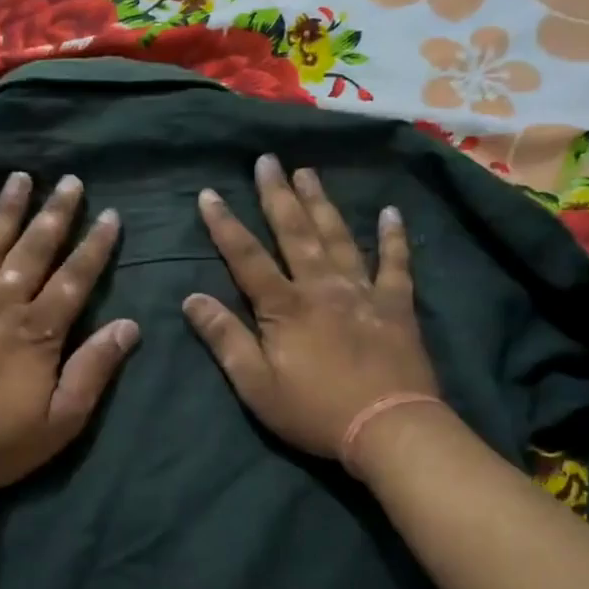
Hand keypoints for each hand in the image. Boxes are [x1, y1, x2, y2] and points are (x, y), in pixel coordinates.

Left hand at [0, 170, 136, 504]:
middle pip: (32, 252)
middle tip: (70, 181)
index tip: (110, 215)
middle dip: (55, 215)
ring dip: (4, 211)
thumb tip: (129, 325)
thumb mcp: (61, 421)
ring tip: (19, 178)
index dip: (95, 246)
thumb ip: (94, 370)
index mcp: (36, 332)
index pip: (74, 279)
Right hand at [183, 154, 437, 460]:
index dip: (225, 225)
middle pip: (295, 233)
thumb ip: (225, 339)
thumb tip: (192, 299)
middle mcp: (322, 287)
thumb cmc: (315, 412)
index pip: (247, 258)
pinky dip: (393, 237)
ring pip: (338, 237)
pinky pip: (395, 263)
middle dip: (277, 195)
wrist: (388, 428)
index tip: (209, 194)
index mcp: (285, 307)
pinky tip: (390, 212)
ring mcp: (362, 292)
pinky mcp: (396, 305)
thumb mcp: (256, 385)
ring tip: (308, 172)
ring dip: (321, 203)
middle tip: (267, 160)